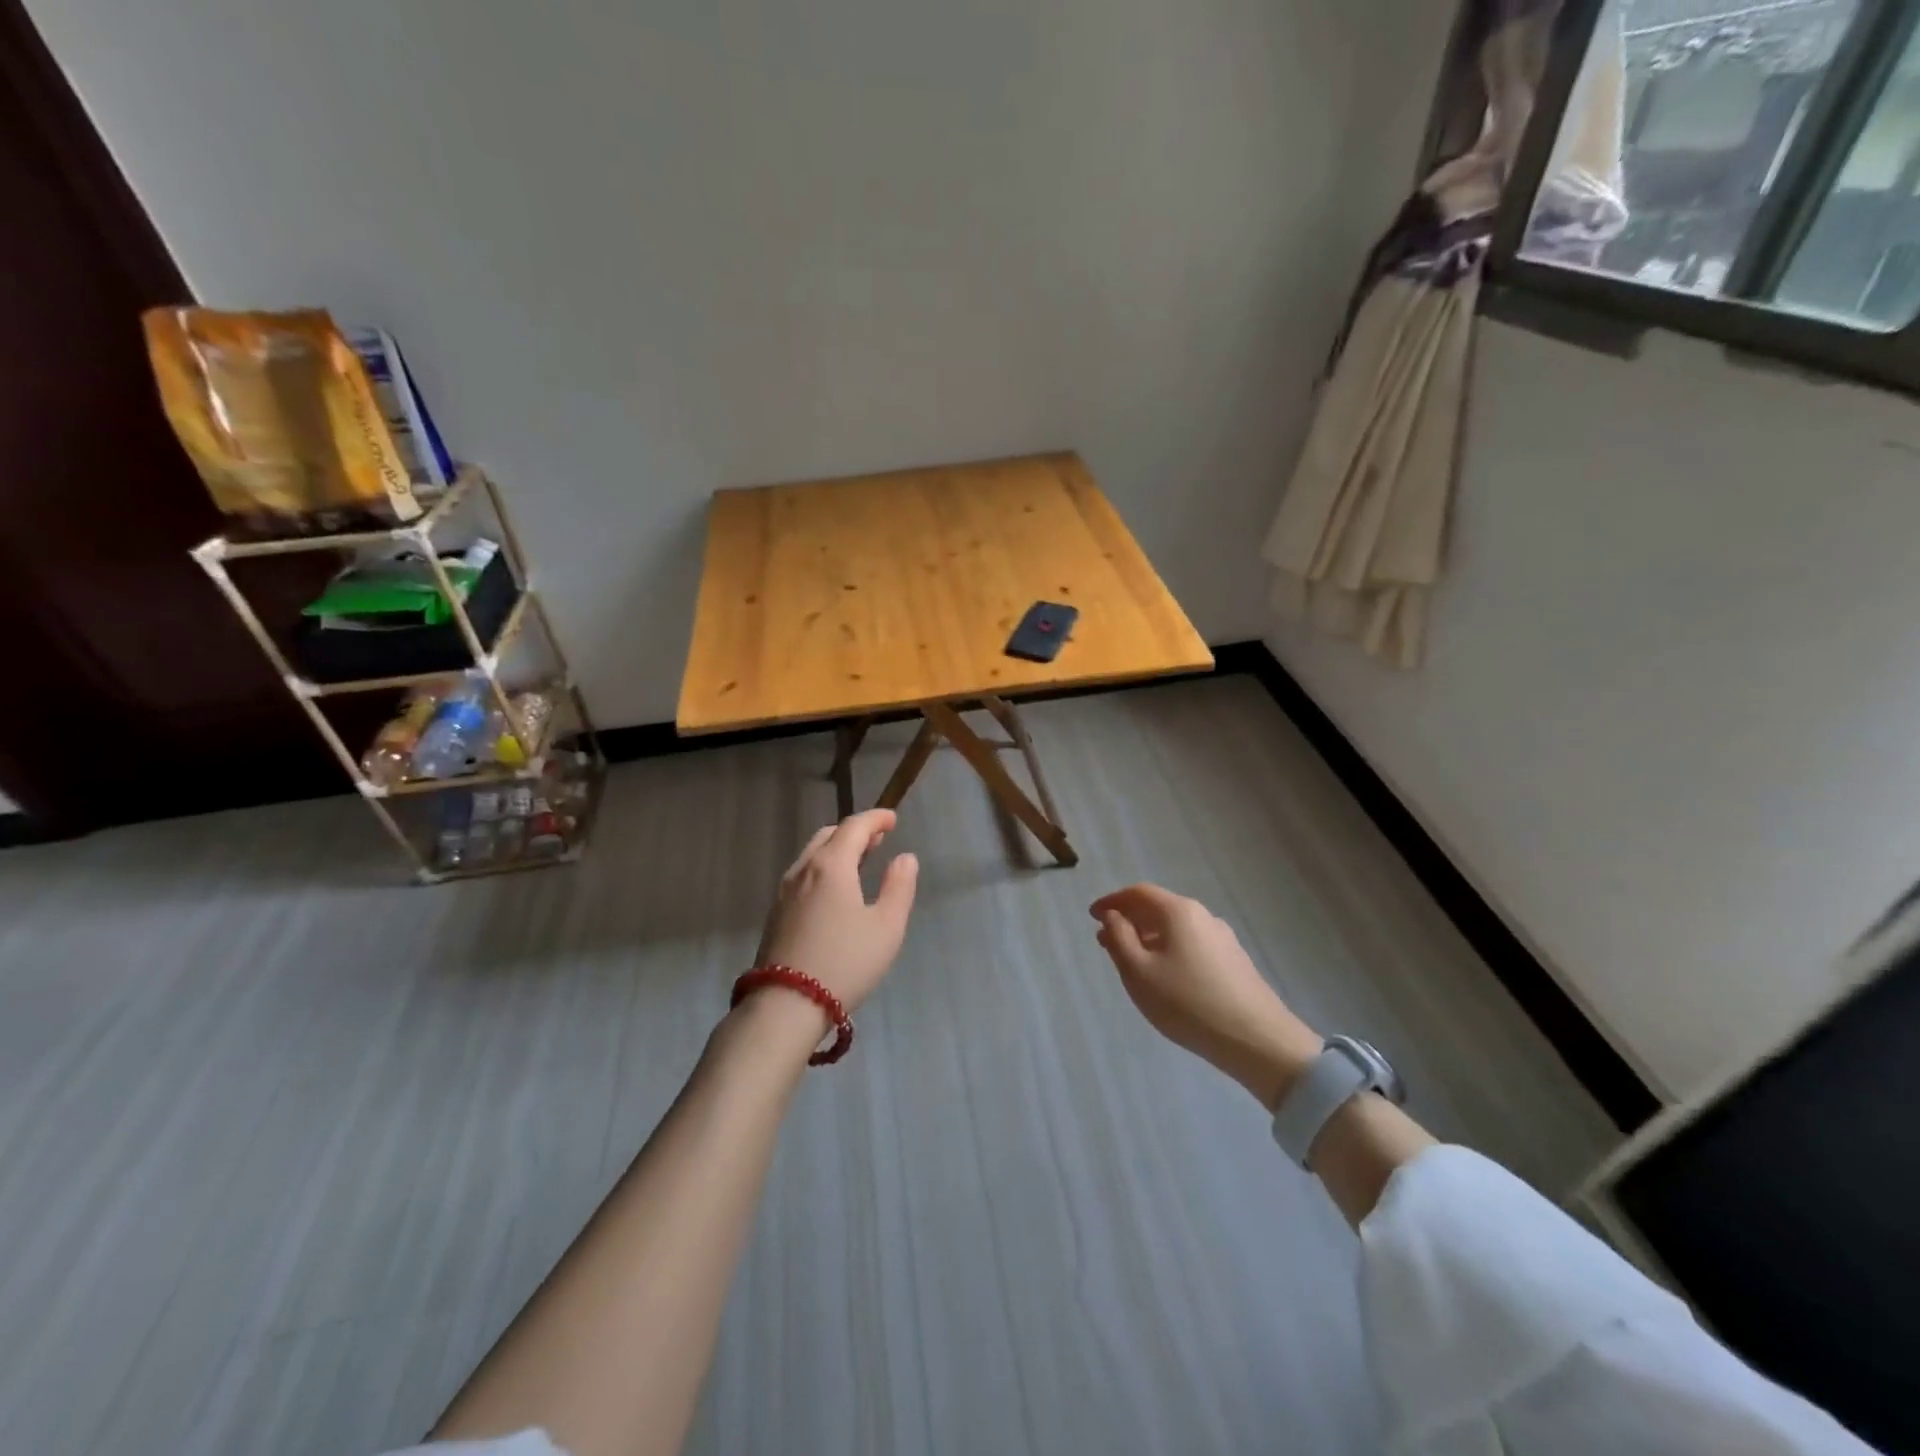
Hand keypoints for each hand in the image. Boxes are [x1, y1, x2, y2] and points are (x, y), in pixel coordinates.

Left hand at [754, 809, 919, 1017]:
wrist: (786, 1005)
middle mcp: (803, 870)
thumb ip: (899, 887)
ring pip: (812, 855)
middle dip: (855, 832)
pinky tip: (834, 889)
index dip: (875, 819)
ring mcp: (784, 892)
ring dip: (837, 849)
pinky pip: (803, 875)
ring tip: (859, 861)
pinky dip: (823, 867)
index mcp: (831, 865)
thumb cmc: (845, 962)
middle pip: (828, 835)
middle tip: (878, 839)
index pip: (854, 826)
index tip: (892, 818)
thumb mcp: (886, 927)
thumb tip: (905, 858)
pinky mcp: (775, 913)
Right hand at [1090, 884, 1321, 1110]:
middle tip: (1106, 941)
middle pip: (1158, 907)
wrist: (1257, 1040)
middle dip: (1129, 920)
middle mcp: (1202, 915)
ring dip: (1149, 937)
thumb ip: (1119, 938)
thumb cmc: (1187, 1003)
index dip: (1112, 901)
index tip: (1092, 917)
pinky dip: (1169, 949)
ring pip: (1176, 928)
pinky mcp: (1234, 961)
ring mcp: (1222, 938)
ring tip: (1133, 962)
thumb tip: (1113, 916)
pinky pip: (1192, 944)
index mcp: (1178, 911)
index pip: (1138, 893)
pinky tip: (1166, 976)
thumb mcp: (1139, 972)